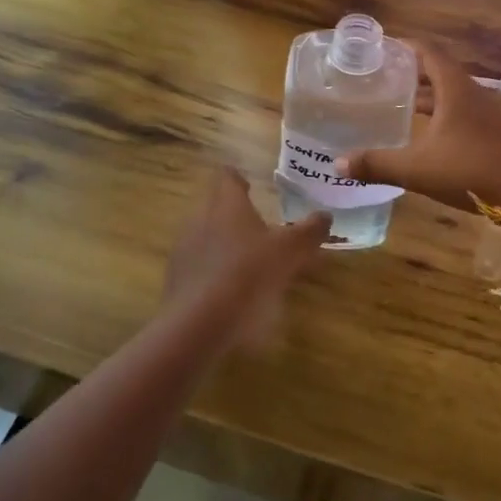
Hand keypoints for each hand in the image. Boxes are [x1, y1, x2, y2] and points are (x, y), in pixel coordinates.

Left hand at [160, 167, 331, 346]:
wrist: (198, 324)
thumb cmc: (248, 274)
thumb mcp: (290, 251)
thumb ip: (310, 231)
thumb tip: (325, 216)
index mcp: (227, 204)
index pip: (227, 177)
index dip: (239, 179)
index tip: (252, 187)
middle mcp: (200, 219)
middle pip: (214, 205)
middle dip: (235, 213)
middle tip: (259, 226)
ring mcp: (184, 250)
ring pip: (205, 235)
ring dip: (224, 242)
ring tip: (248, 260)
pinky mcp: (176, 279)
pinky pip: (198, 265)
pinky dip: (214, 270)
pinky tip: (231, 289)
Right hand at [341, 44, 500, 212]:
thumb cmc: (468, 170)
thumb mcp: (416, 169)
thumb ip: (377, 164)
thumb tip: (338, 164)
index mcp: (455, 90)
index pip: (429, 52)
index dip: (406, 46)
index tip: (382, 48)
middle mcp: (472, 94)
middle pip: (439, 71)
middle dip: (412, 71)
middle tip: (383, 76)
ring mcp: (485, 114)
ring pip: (451, 94)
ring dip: (427, 94)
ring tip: (399, 101)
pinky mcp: (491, 132)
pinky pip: (461, 111)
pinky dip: (440, 112)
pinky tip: (425, 131)